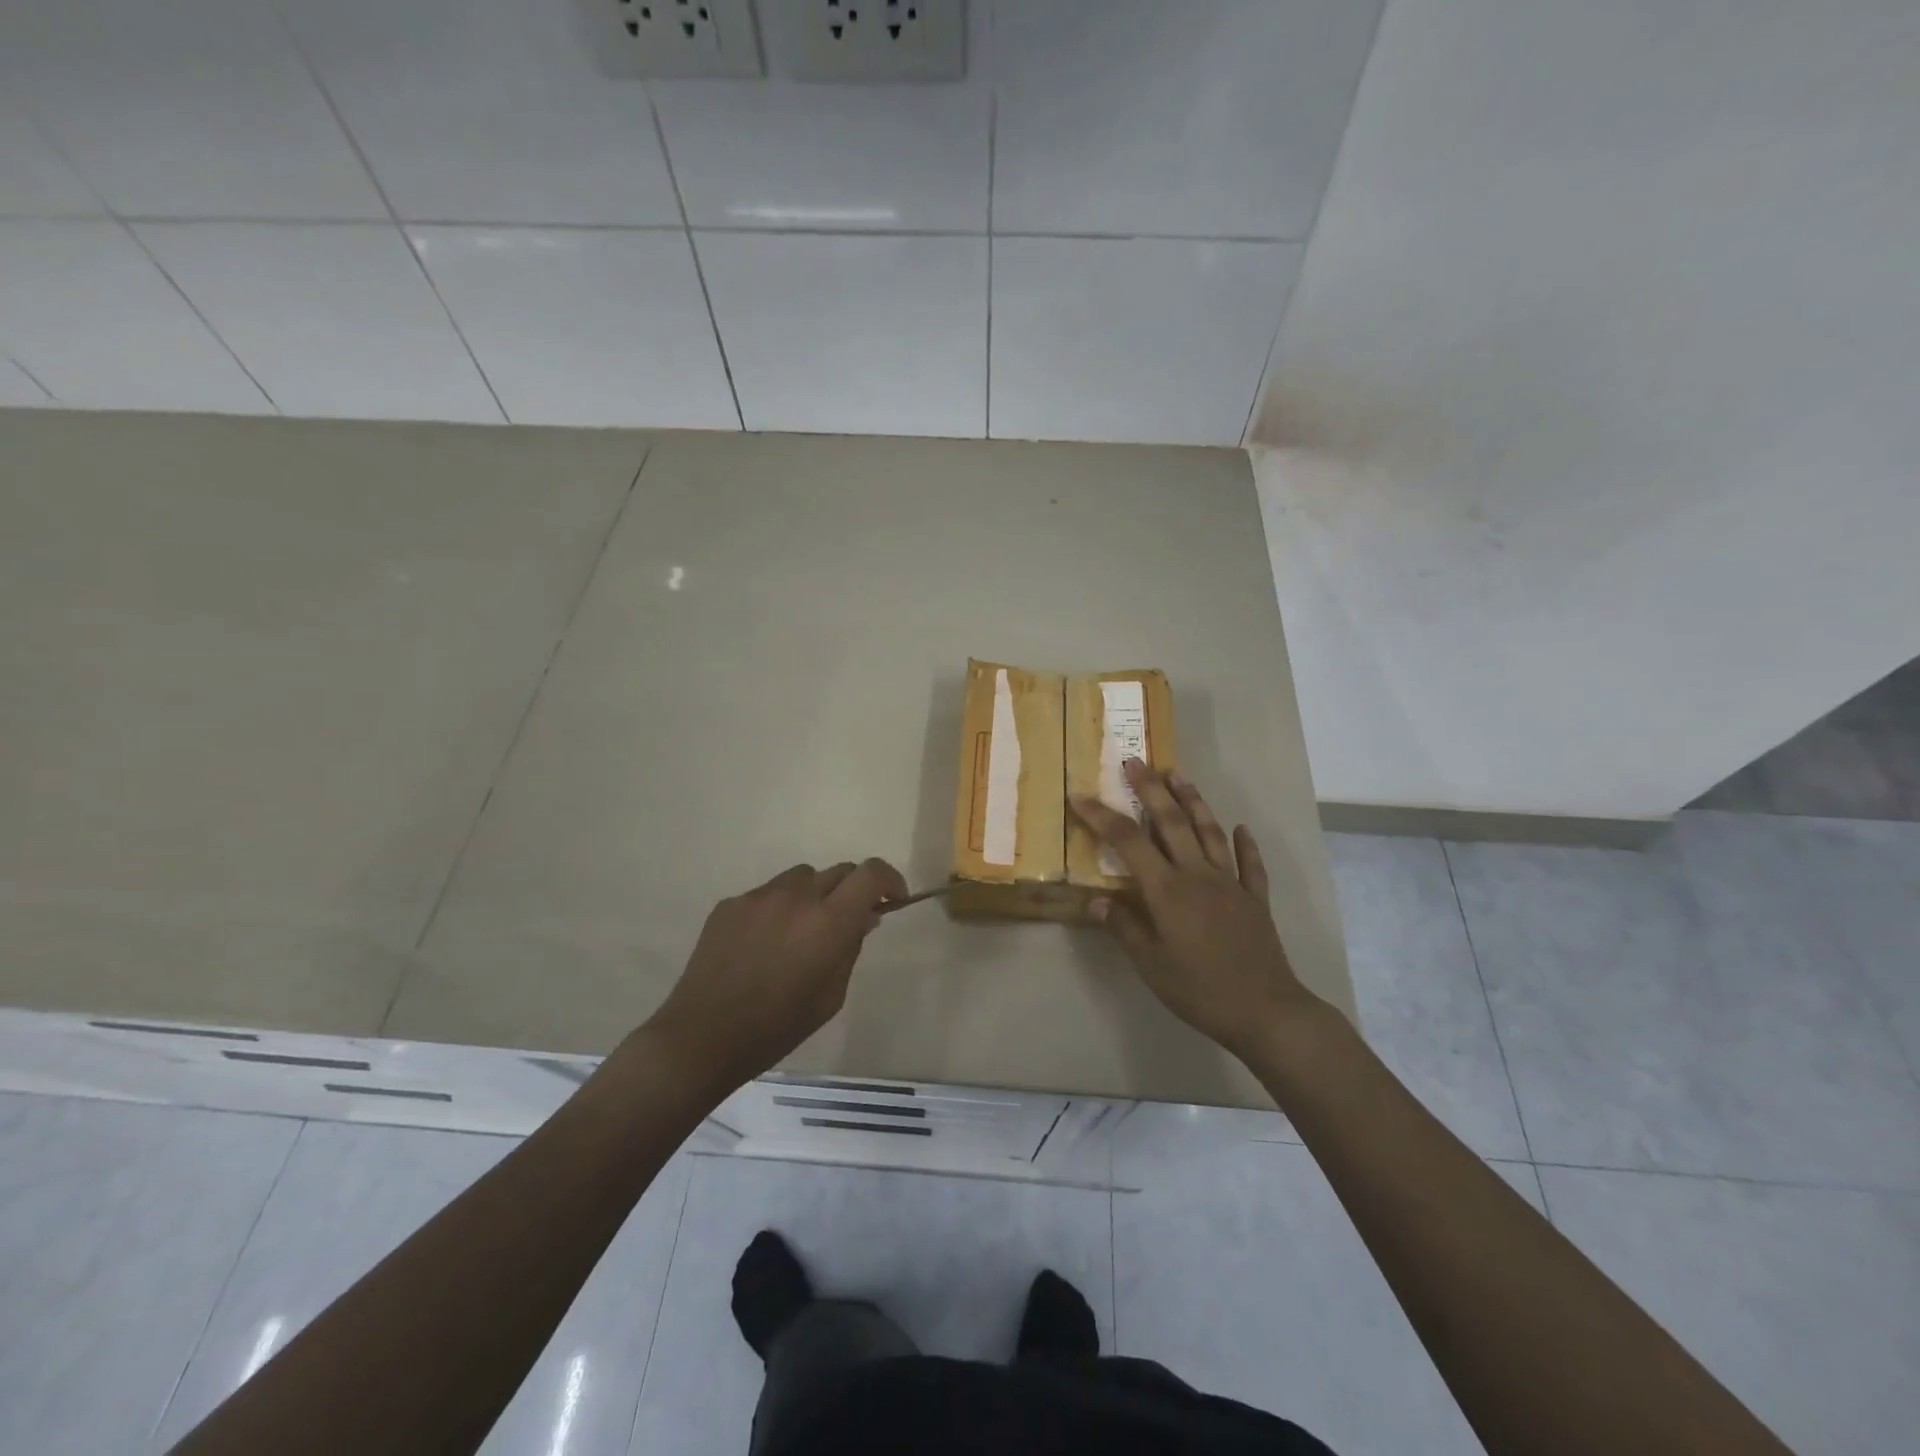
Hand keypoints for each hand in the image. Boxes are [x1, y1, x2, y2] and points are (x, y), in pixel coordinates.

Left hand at [646, 858, 907, 1093]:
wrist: (702, 1037)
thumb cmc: (777, 1027)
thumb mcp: (831, 996)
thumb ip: (851, 948)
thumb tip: (864, 916)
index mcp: (828, 922)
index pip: (871, 874)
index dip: (889, 880)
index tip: (892, 899)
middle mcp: (797, 897)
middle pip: (838, 871)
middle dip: (852, 890)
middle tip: (848, 920)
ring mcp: (759, 896)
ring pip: (801, 877)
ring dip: (814, 895)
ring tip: (802, 930)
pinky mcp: (730, 903)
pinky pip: (767, 893)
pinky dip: (778, 908)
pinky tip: (764, 943)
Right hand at [1071, 762, 1319, 1061]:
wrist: (1266, 1011)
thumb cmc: (1199, 989)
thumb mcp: (1150, 965)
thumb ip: (1123, 927)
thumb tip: (1095, 900)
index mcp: (1167, 890)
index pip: (1127, 842)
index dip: (1102, 816)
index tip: (1080, 796)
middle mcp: (1198, 875)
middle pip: (1172, 822)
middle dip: (1151, 789)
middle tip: (1135, 761)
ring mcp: (1230, 883)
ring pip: (1209, 831)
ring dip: (1193, 800)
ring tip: (1178, 773)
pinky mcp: (1254, 899)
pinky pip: (1249, 864)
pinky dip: (1244, 844)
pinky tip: (1240, 829)